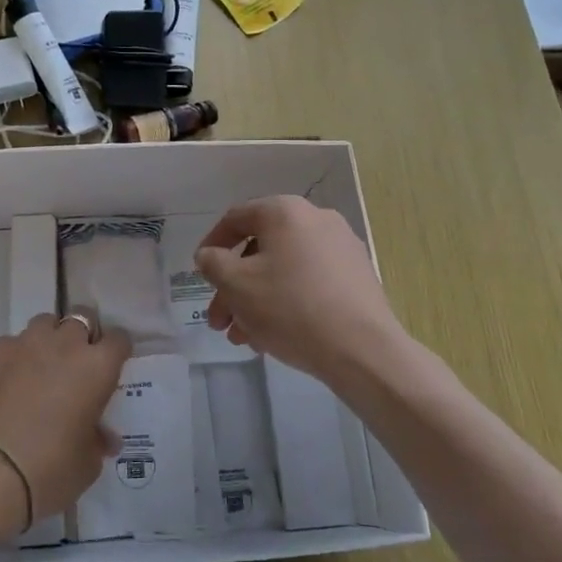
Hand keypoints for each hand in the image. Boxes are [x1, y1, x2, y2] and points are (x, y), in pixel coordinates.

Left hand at [0, 314, 130, 530]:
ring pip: (44, 324)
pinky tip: (6, 383)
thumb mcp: (87, 463)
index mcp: (97, 367)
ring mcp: (26, 343)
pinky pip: (10, 343)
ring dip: (48, 339)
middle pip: (81, 318)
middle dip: (82, 335)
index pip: (118, 339)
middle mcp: (65, 344)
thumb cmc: (51, 469)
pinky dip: (13, 357)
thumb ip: (97, 439)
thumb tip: (103, 437)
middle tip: (76, 362)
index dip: (116, 350)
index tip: (111, 365)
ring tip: (40, 366)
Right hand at [195, 196, 407, 385]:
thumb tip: (210, 255)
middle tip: (219, 321)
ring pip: (284, 270)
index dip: (211, 245)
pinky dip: (286, 302)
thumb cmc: (290, 308)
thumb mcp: (236, 285)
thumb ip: (213, 264)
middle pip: (260, 250)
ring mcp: (341, 248)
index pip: (236, 218)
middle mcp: (316, 219)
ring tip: (244, 339)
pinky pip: (309, 282)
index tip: (200, 274)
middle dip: (233, 288)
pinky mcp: (357, 277)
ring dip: (256, 301)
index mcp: (285, 211)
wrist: (362, 349)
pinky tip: (274, 337)